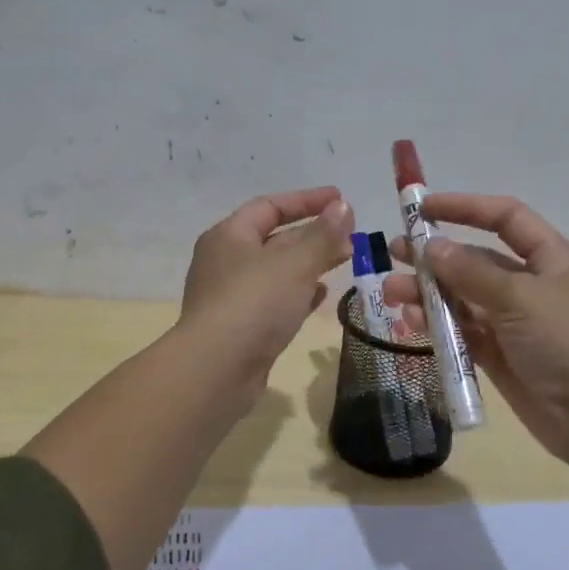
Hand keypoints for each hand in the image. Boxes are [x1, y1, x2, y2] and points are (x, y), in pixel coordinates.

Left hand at [180, 186, 353, 392]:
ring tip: (344, 262)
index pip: (270, 206)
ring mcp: (231, 297)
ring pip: (277, 272)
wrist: (217, 370)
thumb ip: (323, 235)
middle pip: (274, 239)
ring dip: (310, 264)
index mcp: (229, 236)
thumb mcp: (295, 263)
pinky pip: (274, 301)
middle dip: (314, 235)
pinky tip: (321, 296)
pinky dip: (299, 294)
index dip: (307, 200)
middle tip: (351, 237)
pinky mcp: (241, 328)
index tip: (341, 200)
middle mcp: (226, 262)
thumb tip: (343, 207)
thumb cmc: (254, 304)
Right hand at [384, 193, 568, 472]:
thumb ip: (471, 272)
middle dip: (436, 257)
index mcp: (551, 259)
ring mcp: (516, 325)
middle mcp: (532, 287)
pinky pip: (463, 335)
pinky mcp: (502, 359)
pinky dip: (438, 328)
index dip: (465, 208)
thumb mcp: (521, 297)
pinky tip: (410, 324)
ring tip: (391, 295)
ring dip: (428, 295)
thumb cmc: (568, 342)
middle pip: (477, 261)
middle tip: (394, 254)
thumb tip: (433, 246)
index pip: (506, 219)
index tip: (422, 209)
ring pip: (464, 300)